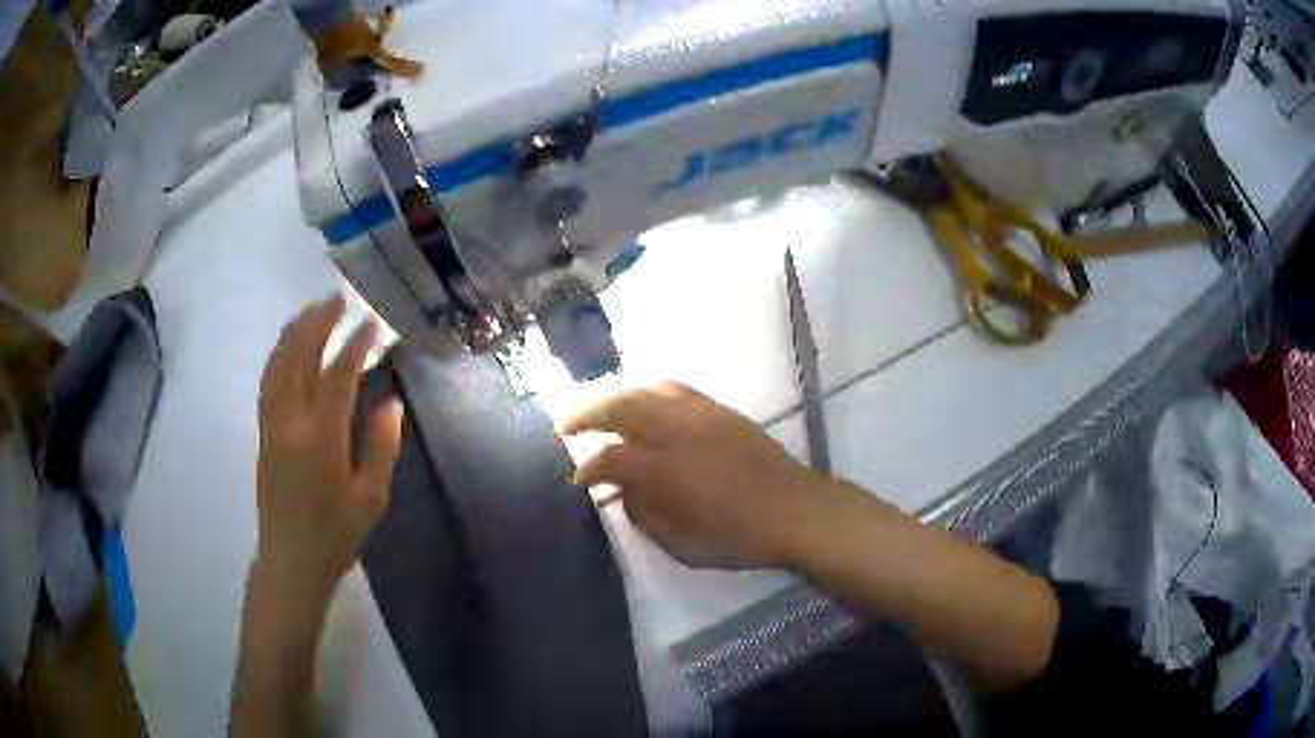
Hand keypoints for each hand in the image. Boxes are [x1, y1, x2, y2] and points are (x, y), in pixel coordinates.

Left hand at [254, 296, 402, 602]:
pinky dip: (278, 354)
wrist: (290, 560)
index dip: (355, 345)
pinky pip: (267, 381)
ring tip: (312, 310)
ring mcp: (271, 425)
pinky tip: (288, 344)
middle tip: (338, 300)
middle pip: (300, 358)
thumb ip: (382, 447)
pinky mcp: (263, 432)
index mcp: (321, 440)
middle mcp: (290, 423)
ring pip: (278, 364)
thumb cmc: (335, 535)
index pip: (337, 376)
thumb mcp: (371, 498)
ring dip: (294, 332)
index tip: (372, 324)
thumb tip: (389, 402)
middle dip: (318, 324)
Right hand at [559, 381, 828, 568]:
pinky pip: (673, 387)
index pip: (612, 456)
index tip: (578, 478)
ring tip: (593, 406)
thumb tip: (625, 489)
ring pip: (644, 389)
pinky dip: (645, 388)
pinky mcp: (718, 409)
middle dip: (586, 412)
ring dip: (611, 394)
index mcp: (668, 471)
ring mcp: (700, 414)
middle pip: (621, 407)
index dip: (588, 465)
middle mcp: (679, 433)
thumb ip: (645, 513)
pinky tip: (636, 398)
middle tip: (564, 425)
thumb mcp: (683, 543)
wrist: (796, 509)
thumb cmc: (739, 536)